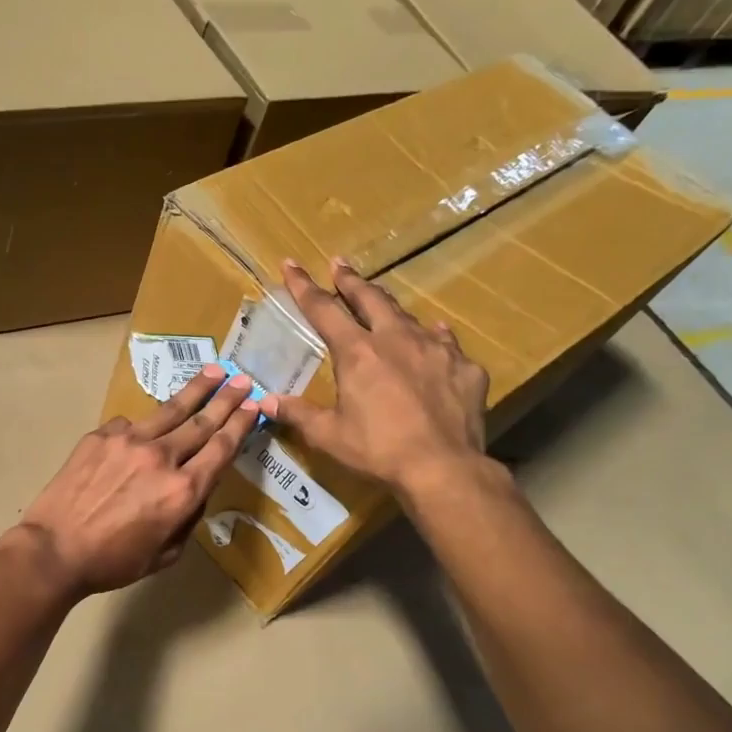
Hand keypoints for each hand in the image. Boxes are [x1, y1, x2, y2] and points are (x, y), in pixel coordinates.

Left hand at [10, 367, 258, 596]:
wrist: (54, 550)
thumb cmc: (113, 561)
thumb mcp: (166, 554)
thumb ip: (188, 518)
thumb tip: (194, 491)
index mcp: (183, 490)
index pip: (221, 448)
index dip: (240, 424)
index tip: (254, 405)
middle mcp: (161, 457)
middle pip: (202, 422)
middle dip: (227, 399)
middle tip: (243, 380)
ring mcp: (128, 440)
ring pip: (170, 410)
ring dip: (195, 390)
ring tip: (213, 371)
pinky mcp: (101, 435)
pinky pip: (130, 424)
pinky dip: (143, 426)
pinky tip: (143, 428)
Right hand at [261, 258, 489, 493]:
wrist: (442, 467)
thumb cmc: (377, 450)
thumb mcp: (328, 435)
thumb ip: (297, 413)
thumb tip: (266, 402)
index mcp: (357, 352)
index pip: (324, 309)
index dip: (304, 286)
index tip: (291, 264)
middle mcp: (396, 339)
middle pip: (370, 299)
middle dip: (350, 280)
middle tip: (339, 264)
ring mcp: (435, 349)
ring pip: (409, 316)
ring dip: (389, 307)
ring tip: (382, 302)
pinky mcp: (465, 367)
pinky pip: (446, 343)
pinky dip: (433, 337)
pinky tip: (434, 337)